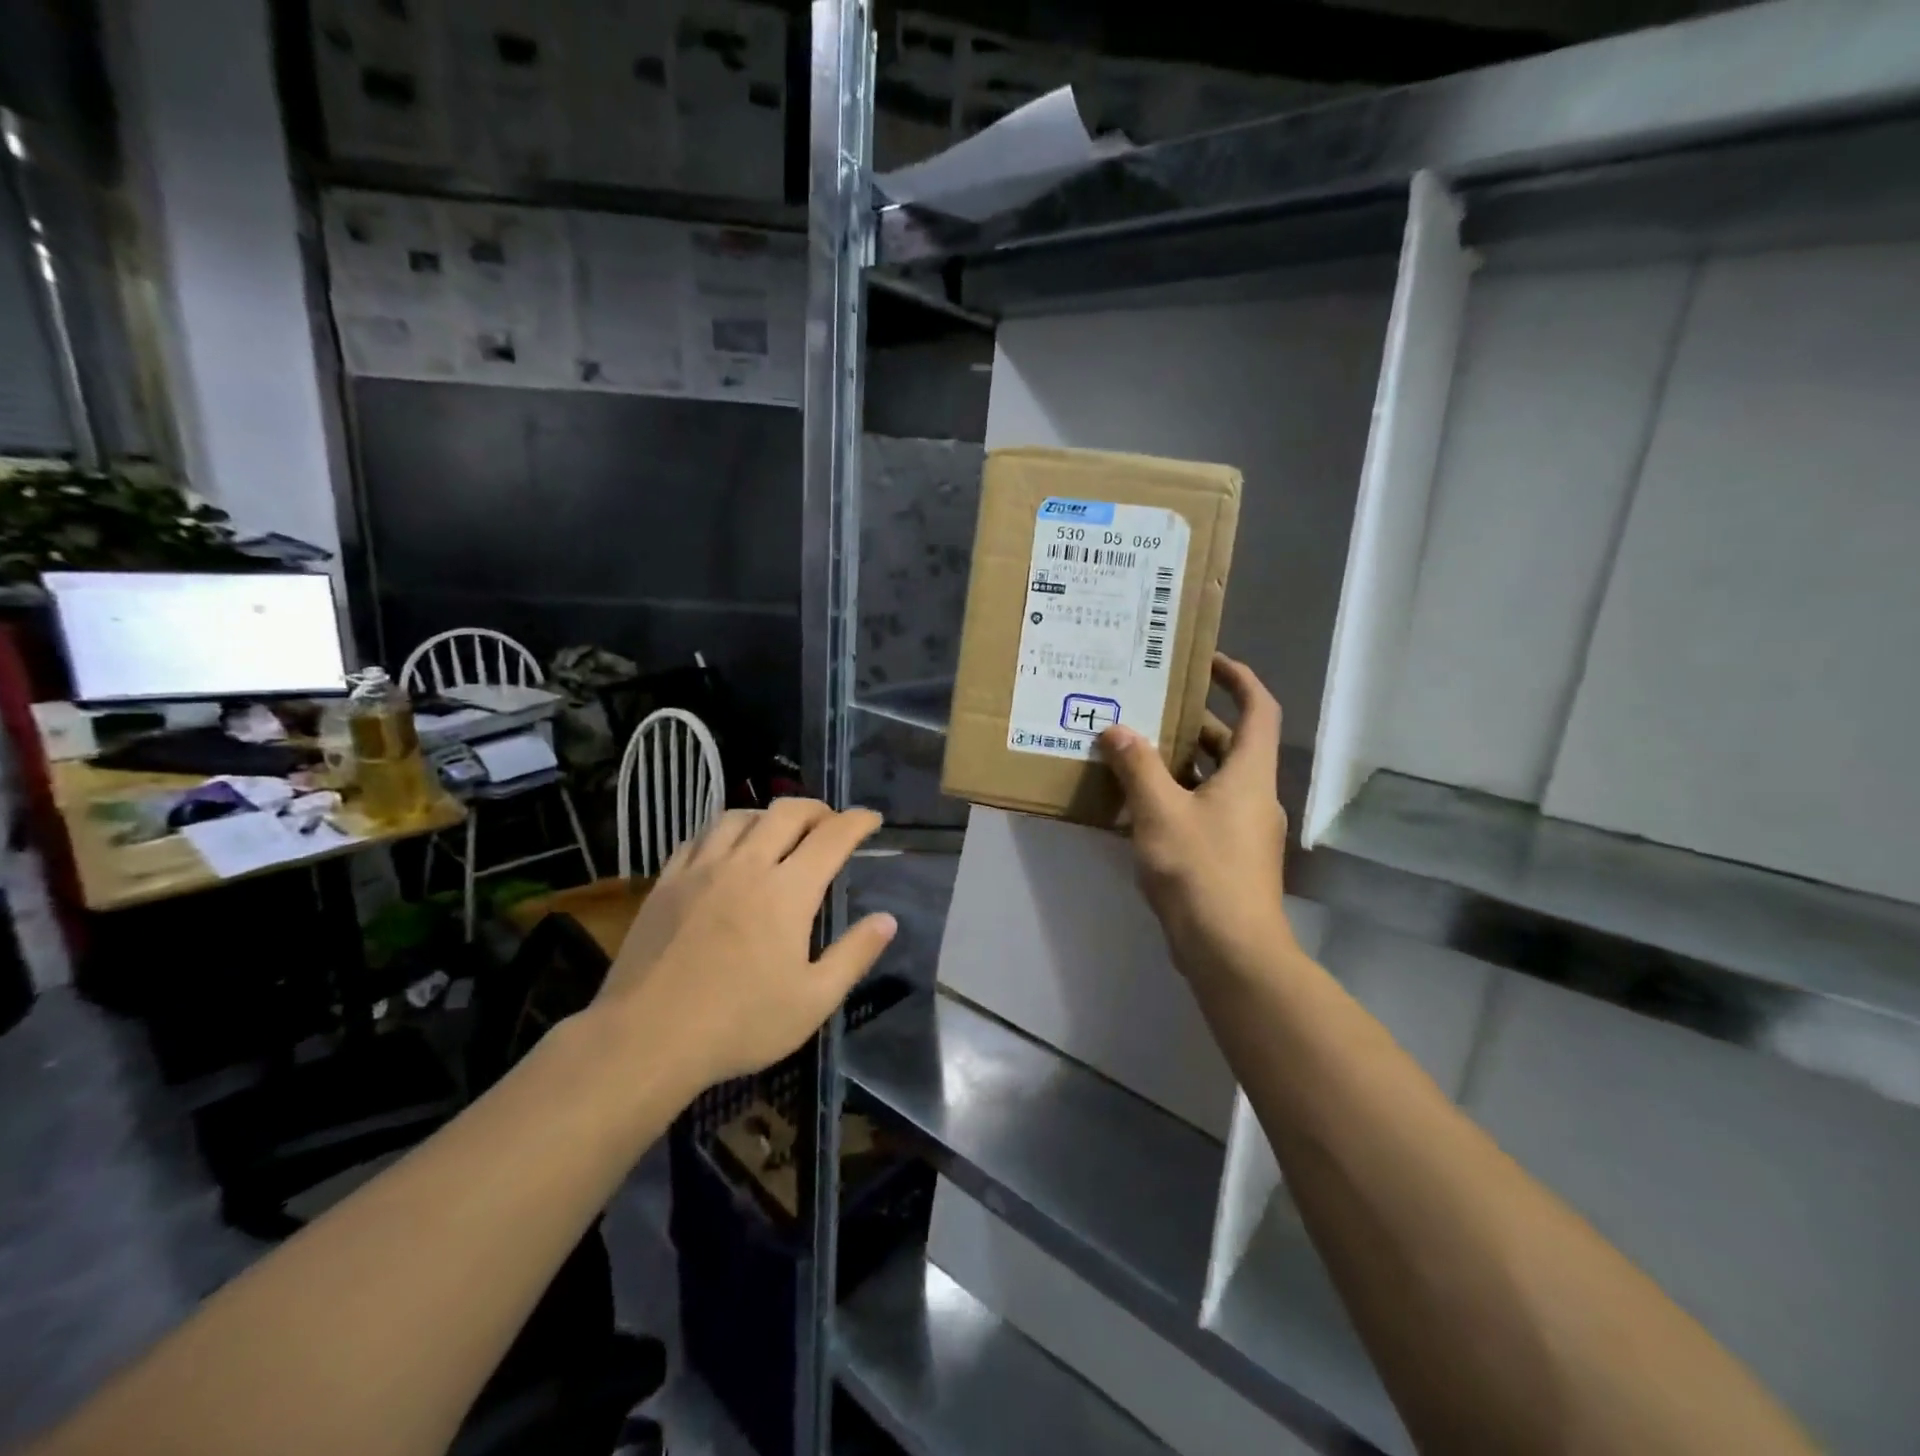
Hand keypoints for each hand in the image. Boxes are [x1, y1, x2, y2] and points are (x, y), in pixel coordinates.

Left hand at [591, 800, 895, 1090]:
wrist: (647, 1038)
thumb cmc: (740, 1023)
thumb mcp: (813, 1000)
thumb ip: (854, 955)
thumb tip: (888, 920)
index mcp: (788, 891)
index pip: (832, 836)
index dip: (857, 821)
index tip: (872, 818)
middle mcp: (747, 865)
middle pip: (787, 812)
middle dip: (817, 809)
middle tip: (831, 822)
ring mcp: (701, 869)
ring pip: (740, 816)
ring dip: (769, 814)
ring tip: (779, 830)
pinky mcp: (666, 882)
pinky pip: (699, 837)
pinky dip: (724, 831)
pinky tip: (726, 848)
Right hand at [1098, 654, 1294, 984]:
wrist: (1231, 950)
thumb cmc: (1200, 870)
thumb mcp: (1159, 811)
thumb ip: (1136, 766)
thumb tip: (1116, 729)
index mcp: (1250, 773)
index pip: (1259, 708)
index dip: (1238, 679)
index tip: (1206, 662)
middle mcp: (1254, 795)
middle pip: (1230, 744)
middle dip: (1191, 723)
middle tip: (1147, 708)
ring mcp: (1244, 829)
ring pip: (1212, 780)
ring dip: (1177, 763)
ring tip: (1131, 750)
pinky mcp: (1228, 857)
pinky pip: (1202, 811)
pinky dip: (1175, 798)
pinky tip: (1135, 806)